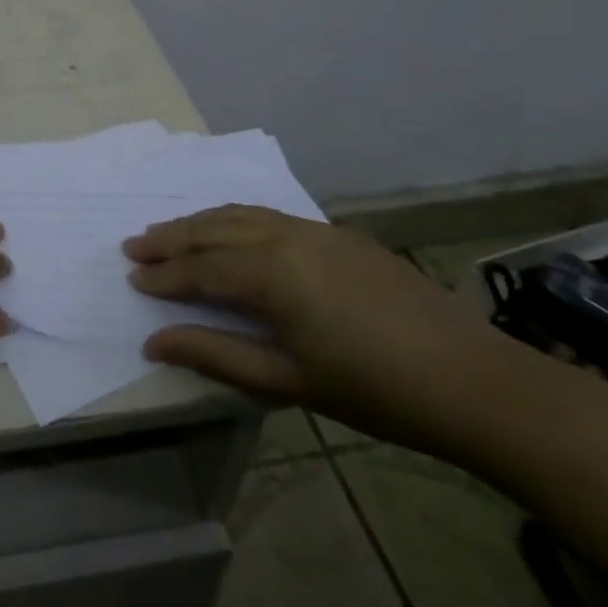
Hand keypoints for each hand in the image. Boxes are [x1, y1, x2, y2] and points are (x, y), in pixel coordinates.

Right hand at [124, 205, 533, 456]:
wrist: (476, 381)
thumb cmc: (377, 392)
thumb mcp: (289, 382)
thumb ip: (217, 354)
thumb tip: (154, 341)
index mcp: (274, 274)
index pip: (201, 268)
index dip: (164, 274)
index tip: (131, 278)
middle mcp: (287, 237)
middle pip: (214, 229)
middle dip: (171, 237)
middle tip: (134, 244)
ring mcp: (316, 229)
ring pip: (241, 214)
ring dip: (200, 222)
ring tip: (169, 232)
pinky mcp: (339, 233)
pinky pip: (271, 216)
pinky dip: (236, 220)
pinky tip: (230, 232)